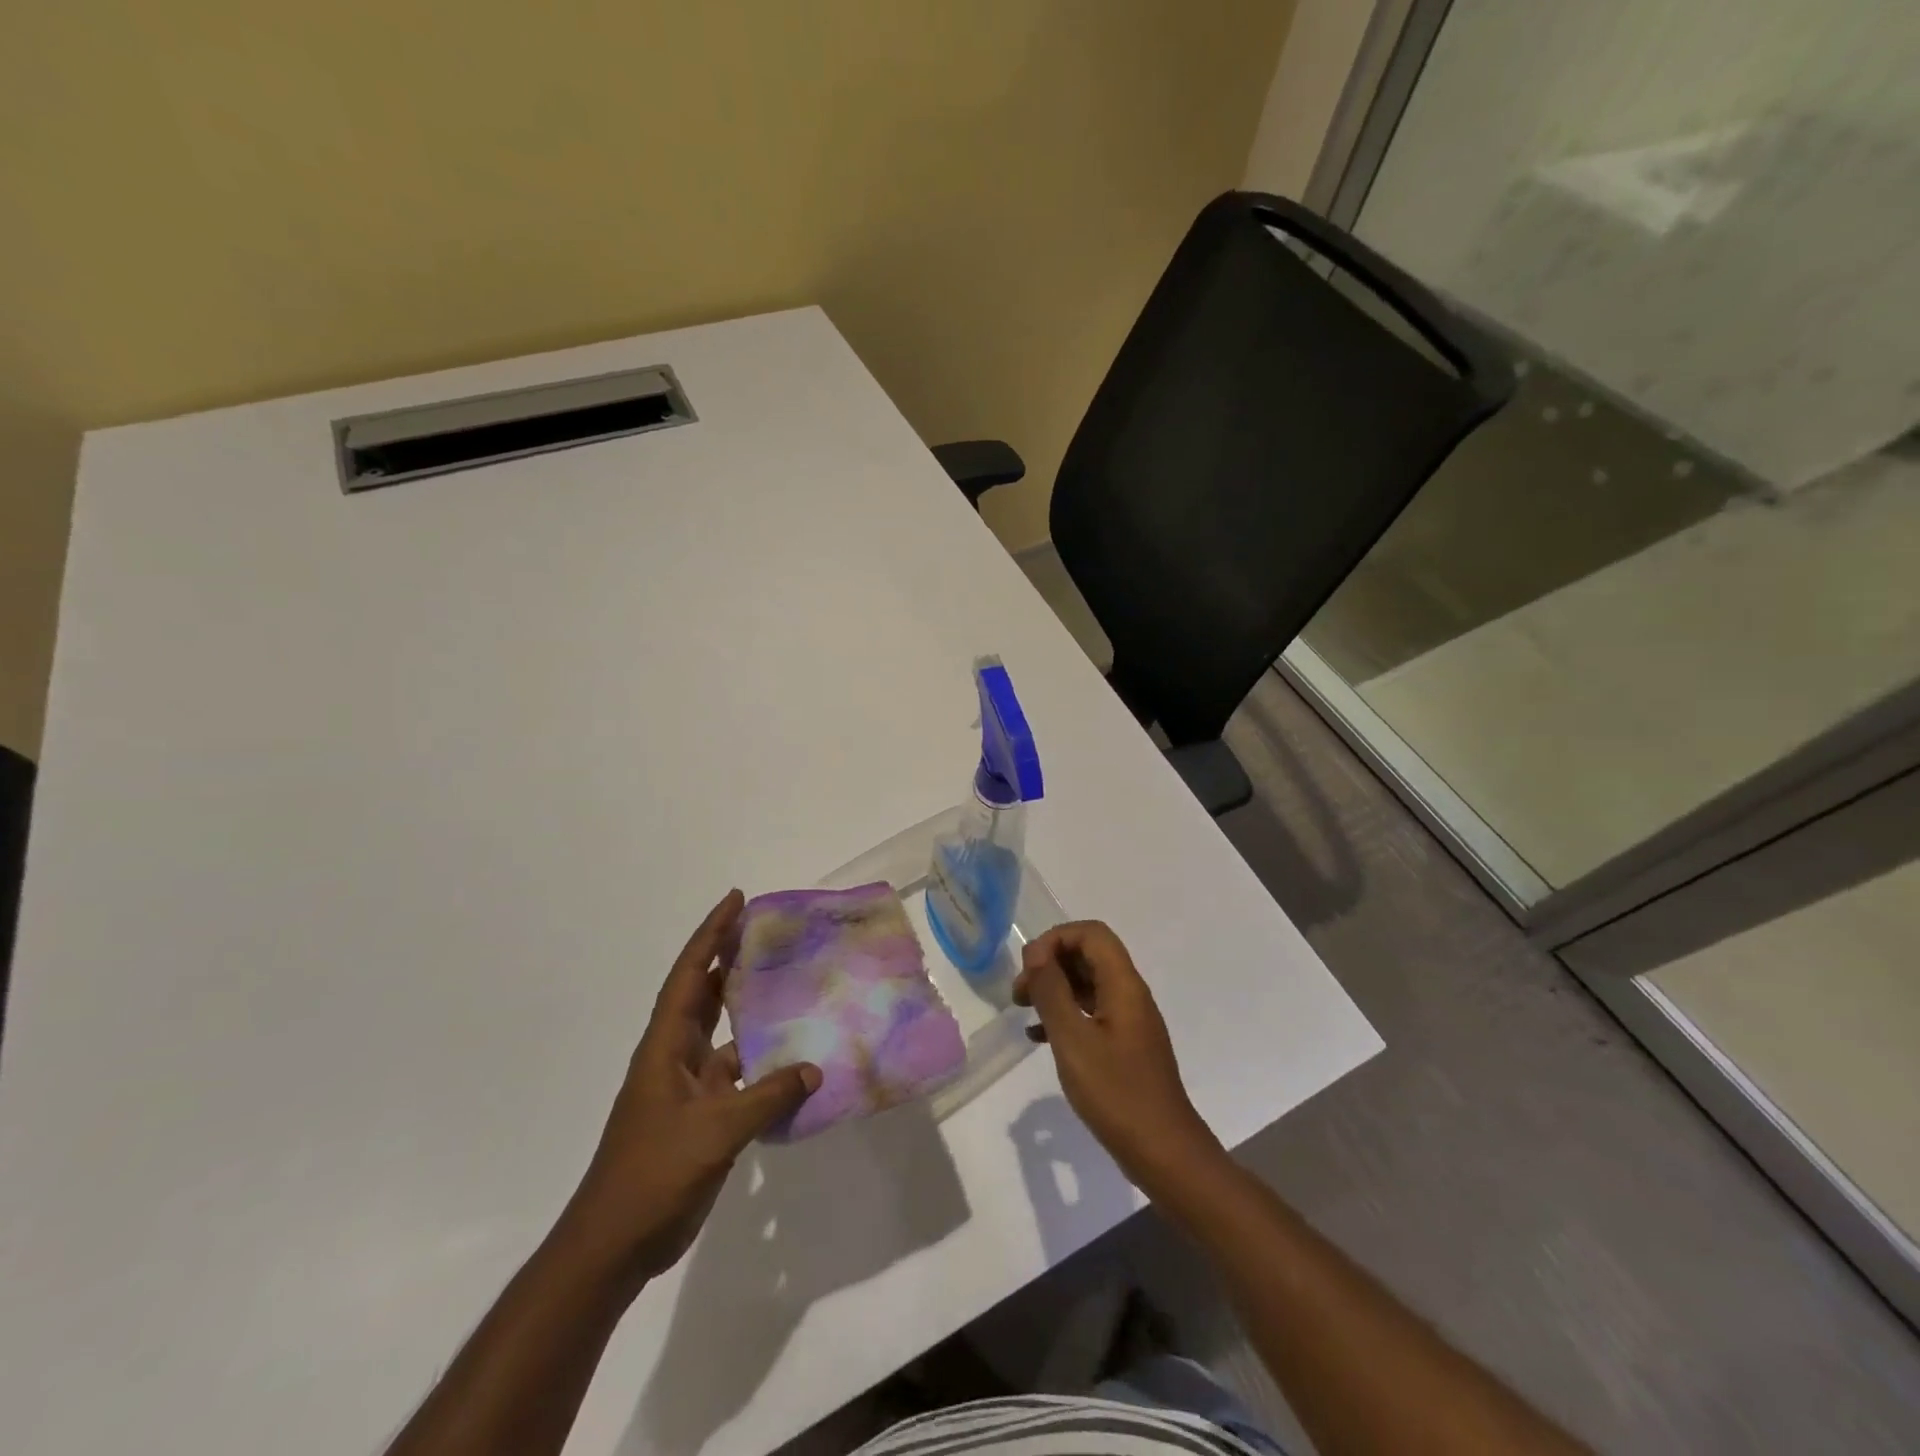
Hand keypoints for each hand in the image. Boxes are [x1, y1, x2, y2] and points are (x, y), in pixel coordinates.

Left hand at [562, 890, 820, 1283]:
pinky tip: (794, 1060)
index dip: (711, 935)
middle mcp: (675, 1056)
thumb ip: (767, 1097)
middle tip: (768, 930)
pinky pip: (738, 1074)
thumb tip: (813, 1068)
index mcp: (665, 1046)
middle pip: (704, 993)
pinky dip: (763, 1062)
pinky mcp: (703, 1117)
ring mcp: (688, 1088)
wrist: (615, 1244)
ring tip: (788, 983)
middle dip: (729, 957)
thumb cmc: (653, 1174)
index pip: (690, 975)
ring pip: (723, 1033)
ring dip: (748, 1008)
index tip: (736, 900)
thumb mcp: (714, 1132)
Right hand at [1013, 921, 1219, 1185]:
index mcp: (1123, 985)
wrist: (1163, 1152)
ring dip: (1054, 989)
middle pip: (1088, 956)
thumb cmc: (1116, 1093)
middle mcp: (1129, 995)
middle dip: (1051, 964)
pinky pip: (1091, 1014)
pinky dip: (1064, 1016)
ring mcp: (1129, 1022)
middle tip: (1019, 991)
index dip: (1056, 939)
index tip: (1028, 966)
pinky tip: (1038, 1038)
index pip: (1091, 934)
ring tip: (1022, 1009)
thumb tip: (1035, 951)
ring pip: (1088, 985)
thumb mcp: (1073, 1039)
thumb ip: (1052, 990)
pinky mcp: (1125, 1047)